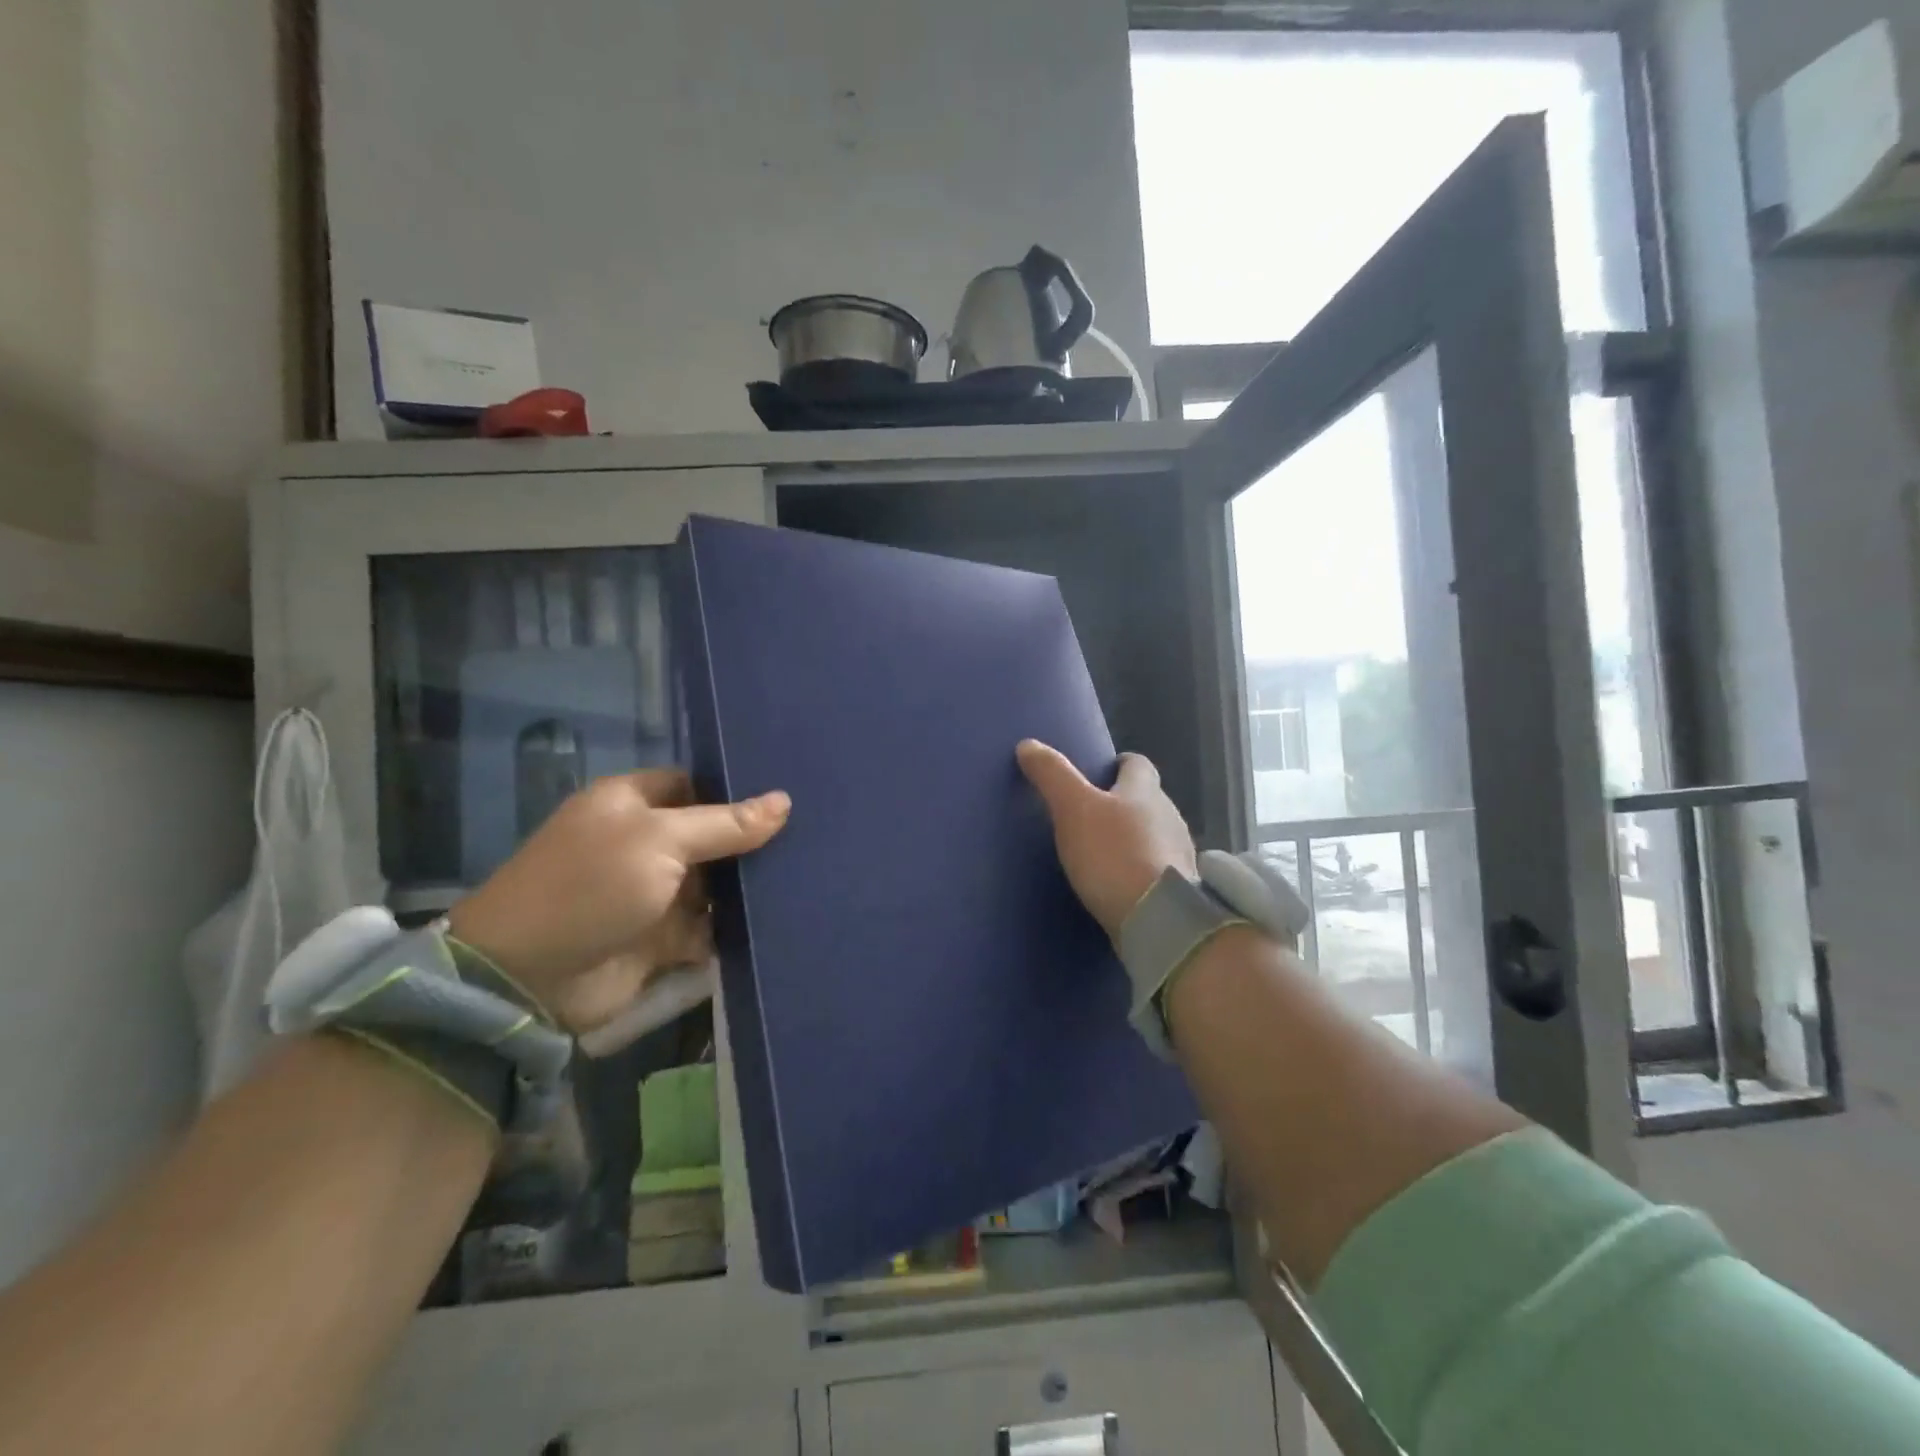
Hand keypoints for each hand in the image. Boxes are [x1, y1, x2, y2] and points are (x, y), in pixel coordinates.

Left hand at [447, 770, 789, 1034]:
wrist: (528, 979)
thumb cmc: (590, 886)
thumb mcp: (660, 840)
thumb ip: (725, 824)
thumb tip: (784, 800)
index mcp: (630, 804)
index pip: (693, 784)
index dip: (735, 789)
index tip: (788, 792)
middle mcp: (643, 843)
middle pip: (710, 834)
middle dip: (752, 838)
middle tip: (815, 832)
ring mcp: (652, 892)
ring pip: (715, 882)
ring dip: (749, 884)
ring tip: (812, 872)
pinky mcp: (661, 938)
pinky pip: (710, 926)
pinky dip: (737, 926)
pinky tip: (785, 915)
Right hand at [1016, 740, 1196, 937]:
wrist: (1158, 919)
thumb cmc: (1114, 854)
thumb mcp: (1073, 808)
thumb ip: (1052, 775)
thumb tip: (1028, 744)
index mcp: (1145, 790)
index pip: (1138, 764)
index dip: (1120, 763)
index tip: (1101, 770)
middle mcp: (1169, 815)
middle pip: (1148, 799)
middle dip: (1124, 801)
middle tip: (1092, 812)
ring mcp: (1178, 853)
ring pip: (1154, 832)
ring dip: (1134, 836)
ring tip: (1103, 849)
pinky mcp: (1179, 887)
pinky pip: (1157, 867)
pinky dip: (1140, 867)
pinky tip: (1120, 881)